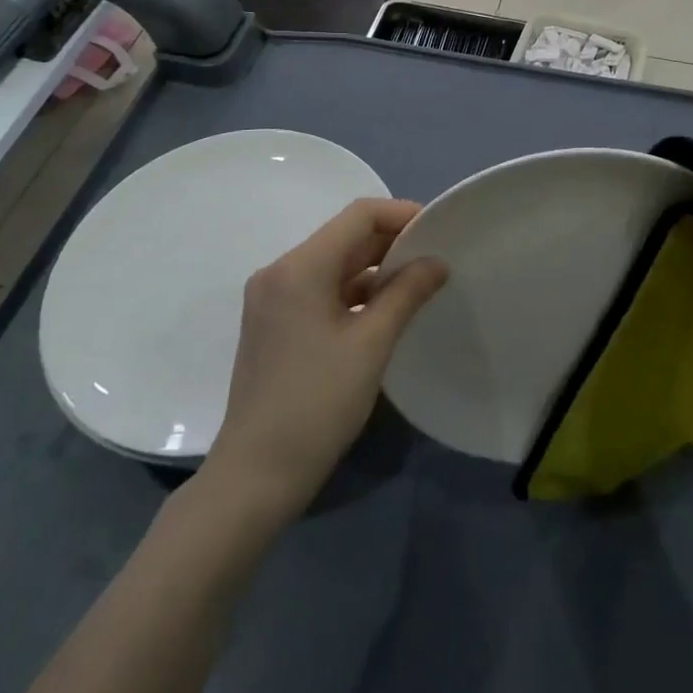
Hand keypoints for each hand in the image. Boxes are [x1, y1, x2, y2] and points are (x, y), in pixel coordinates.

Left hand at [201, 199, 448, 518]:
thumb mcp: (371, 345)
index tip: (438, 230)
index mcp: (299, 267)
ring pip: (334, 264)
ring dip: (375, 268)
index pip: (359, 215)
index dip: (402, 215)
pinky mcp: (275, 324)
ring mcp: (273, 299)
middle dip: (392, 242)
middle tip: (436, 258)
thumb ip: (407, 293)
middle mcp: (280, 272)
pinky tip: (385, 310)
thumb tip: (437, 262)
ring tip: (419, 283)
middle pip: (345, 237)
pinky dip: (355, 291)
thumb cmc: (316, 404)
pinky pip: (322, 289)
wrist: (254, 478)